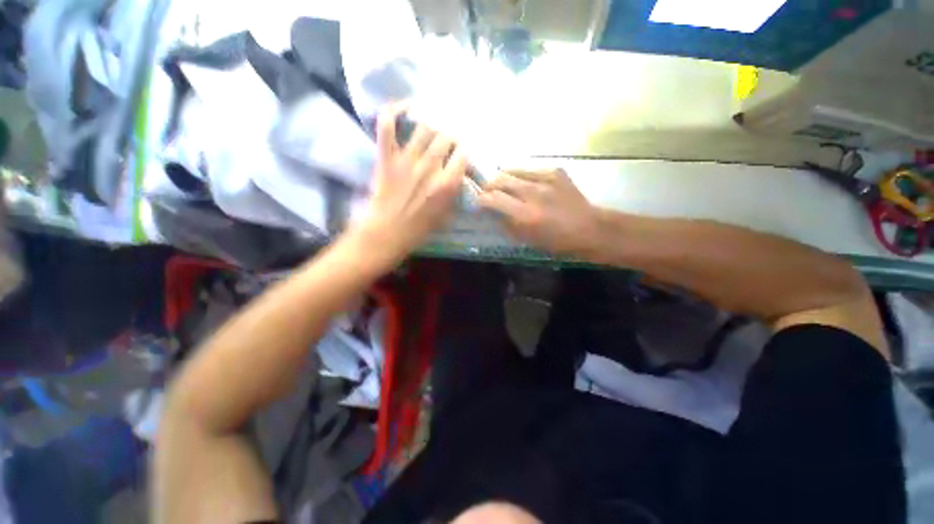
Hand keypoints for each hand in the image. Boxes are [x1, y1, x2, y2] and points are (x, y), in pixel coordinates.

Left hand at [352, 104, 467, 264]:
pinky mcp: (386, 157)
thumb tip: (459, 175)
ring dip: (432, 120)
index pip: (464, 154)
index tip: (465, 150)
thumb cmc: (419, 229)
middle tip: (451, 134)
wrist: (386, 233)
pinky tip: (406, 106)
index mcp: (446, 184)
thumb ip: (455, 193)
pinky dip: (394, 111)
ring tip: (436, 119)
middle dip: (452, 133)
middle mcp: (429, 166)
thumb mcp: (446, 215)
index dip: (466, 150)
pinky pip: (387, 126)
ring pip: (424, 126)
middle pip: (447, 135)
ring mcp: (406, 159)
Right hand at [478, 168, 599, 254]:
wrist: (590, 228)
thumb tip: (493, 212)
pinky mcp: (556, 171)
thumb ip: (507, 224)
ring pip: (512, 169)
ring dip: (503, 177)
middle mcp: (533, 193)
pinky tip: (525, 182)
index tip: (479, 202)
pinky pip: (530, 168)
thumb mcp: (528, 240)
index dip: (481, 199)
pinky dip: (522, 174)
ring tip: (504, 184)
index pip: (493, 198)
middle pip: (499, 179)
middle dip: (489, 186)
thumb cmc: (557, 241)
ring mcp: (546, 179)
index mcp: (526, 215)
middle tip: (489, 192)